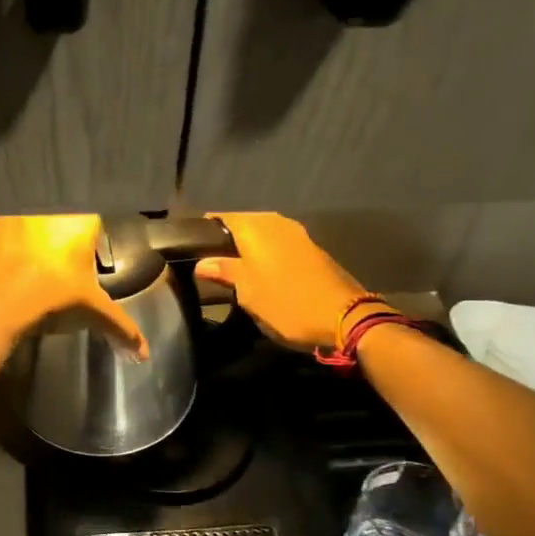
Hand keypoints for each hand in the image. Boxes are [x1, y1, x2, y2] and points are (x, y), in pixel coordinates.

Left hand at [0, 215, 149, 358]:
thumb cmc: (55, 295)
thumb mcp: (95, 311)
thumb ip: (122, 327)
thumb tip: (144, 355)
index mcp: (77, 220)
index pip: (90, 221)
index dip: (88, 240)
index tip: (85, 259)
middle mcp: (42, 210)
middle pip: (55, 220)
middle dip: (57, 239)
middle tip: (58, 268)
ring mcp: (6, 219)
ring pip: (22, 227)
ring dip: (26, 243)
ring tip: (28, 275)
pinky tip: (1, 278)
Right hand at [193, 213, 363, 352]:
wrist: (345, 317)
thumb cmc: (286, 303)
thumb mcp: (247, 291)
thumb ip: (224, 271)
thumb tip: (202, 262)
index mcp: (256, 227)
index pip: (220, 217)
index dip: (203, 231)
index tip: (189, 248)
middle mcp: (276, 222)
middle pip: (242, 225)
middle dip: (225, 241)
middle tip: (208, 265)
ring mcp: (297, 234)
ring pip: (261, 236)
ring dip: (247, 250)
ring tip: (231, 272)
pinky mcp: (311, 249)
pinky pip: (278, 246)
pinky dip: (265, 256)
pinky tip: (259, 275)